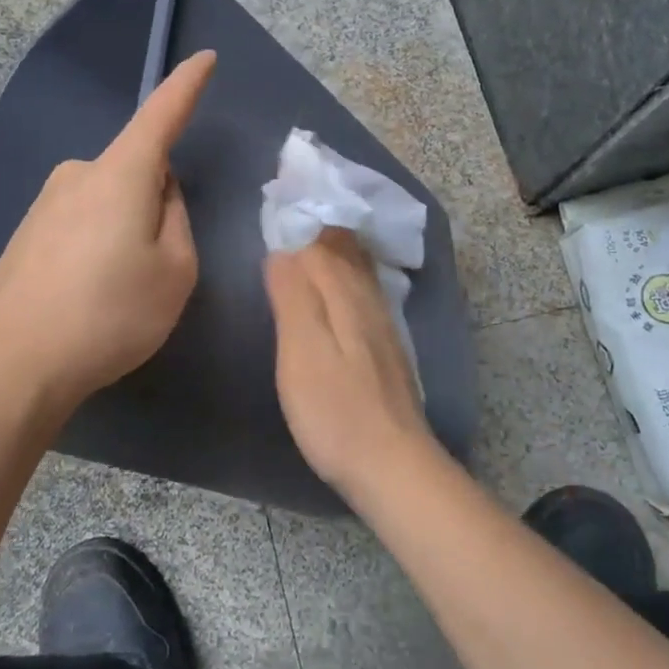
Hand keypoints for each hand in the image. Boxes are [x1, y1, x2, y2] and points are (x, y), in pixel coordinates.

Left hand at [0, 51, 215, 412]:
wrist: (13, 363)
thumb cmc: (109, 314)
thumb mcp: (175, 271)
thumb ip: (177, 219)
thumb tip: (160, 194)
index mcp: (119, 174)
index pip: (161, 115)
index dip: (186, 86)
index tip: (204, 59)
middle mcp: (77, 175)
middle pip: (135, 170)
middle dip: (155, 202)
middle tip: (156, 265)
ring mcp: (44, 204)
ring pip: (106, 200)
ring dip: (123, 229)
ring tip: (116, 291)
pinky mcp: (24, 234)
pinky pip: (78, 224)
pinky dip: (94, 247)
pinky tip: (85, 296)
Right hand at [264, 229, 435, 492]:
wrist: (392, 466)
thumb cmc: (335, 410)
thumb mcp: (302, 350)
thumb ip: (293, 296)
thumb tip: (283, 251)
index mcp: (346, 295)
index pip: (321, 242)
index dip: (299, 223)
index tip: (276, 203)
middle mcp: (369, 301)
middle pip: (345, 252)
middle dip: (321, 229)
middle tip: (292, 211)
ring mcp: (382, 327)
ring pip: (359, 273)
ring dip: (336, 251)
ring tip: (313, 237)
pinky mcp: (386, 352)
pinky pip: (364, 294)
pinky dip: (347, 278)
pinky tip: (340, 288)